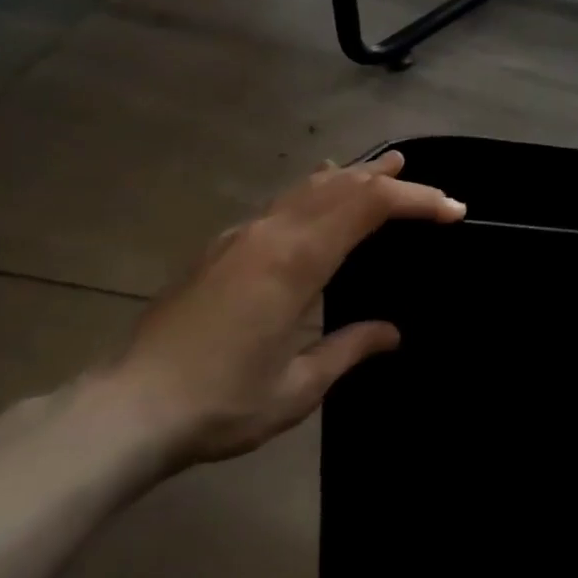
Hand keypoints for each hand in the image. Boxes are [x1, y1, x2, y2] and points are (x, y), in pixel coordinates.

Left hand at [103, 151, 464, 468]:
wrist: (124, 410)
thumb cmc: (219, 404)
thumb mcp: (296, 388)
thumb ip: (349, 348)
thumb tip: (393, 332)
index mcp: (296, 261)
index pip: (369, 206)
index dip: (417, 200)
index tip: (452, 210)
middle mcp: (272, 234)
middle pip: (343, 186)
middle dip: (390, 180)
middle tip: (425, 180)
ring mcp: (242, 236)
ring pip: (309, 187)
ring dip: (353, 176)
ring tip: (383, 167)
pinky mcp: (222, 247)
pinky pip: (283, 201)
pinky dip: (316, 189)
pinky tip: (319, 189)